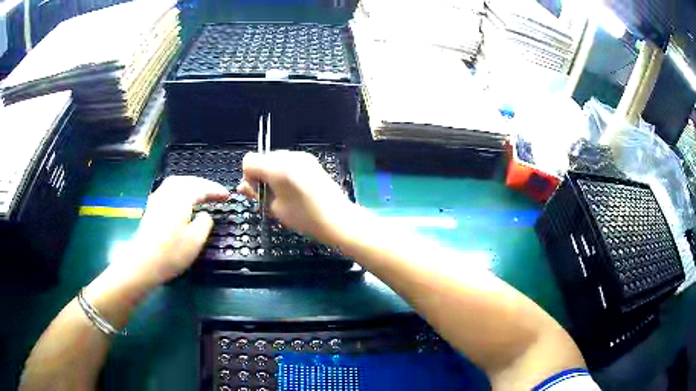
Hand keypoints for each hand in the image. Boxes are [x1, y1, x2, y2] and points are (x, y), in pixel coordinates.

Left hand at [108, 176, 228, 289]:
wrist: (143, 262)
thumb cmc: (171, 252)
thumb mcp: (196, 240)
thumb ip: (205, 223)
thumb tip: (204, 215)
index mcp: (180, 197)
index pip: (201, 187)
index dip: (215, 190)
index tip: (228, 195)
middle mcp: (167, 193)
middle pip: (187, 180)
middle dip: (203, 184)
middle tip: (215, 192)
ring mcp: (157, 199)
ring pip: (176, 183)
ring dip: (191, 185)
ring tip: (201, 193)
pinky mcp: (151, 208)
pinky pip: (169, 190)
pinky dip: (180, 190)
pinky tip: (182, 200)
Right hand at [237, 151, 354, 243]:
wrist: (338, 218)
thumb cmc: (305, 217)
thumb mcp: (275, 207)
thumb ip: (256, 194)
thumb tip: (242, 187)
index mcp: (277, 167)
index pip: (249, 161)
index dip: (248, 177)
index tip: (257, 192)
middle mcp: (289, 156)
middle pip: (262, 158)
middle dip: (260, 175)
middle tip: (268, 195)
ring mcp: (302, 157)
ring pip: (275, 159)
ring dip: (272, 173)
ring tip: (282, 193)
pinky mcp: (311, 161)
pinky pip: (289, 162)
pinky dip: (285, 172)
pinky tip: (293, 188)